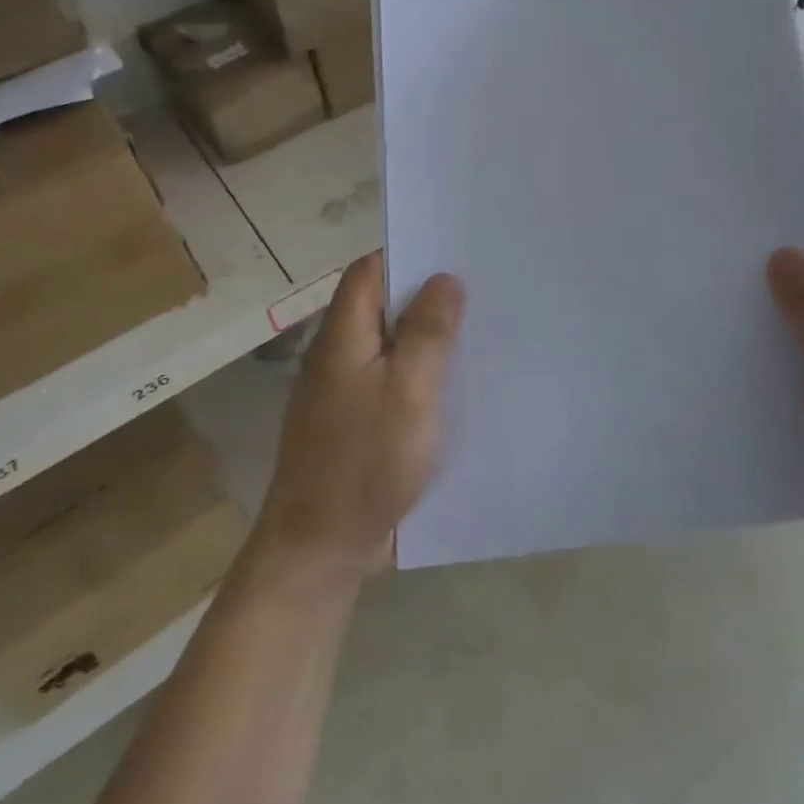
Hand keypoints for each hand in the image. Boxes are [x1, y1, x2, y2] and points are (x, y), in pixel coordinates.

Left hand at [254, 252, 465, 579]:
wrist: (320, 547)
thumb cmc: (365, 461)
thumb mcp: (409, 391)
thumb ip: (428, 332)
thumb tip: (445, 278)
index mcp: (344, 336)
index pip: (369, 271)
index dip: (408, 255)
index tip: (455, 255)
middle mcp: (340, 356)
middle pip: (383, 307)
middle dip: (428, 298)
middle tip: (483, 292)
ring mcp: (346, 393)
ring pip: (391, 347)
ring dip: (429, 340)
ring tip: (481, 333)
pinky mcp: (358, 425)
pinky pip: (393, 383)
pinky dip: (422, 377)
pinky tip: (458, 388)